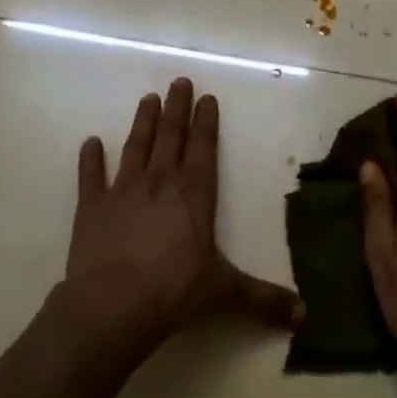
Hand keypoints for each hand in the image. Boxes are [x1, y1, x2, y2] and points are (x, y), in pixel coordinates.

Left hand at [58, 78, 300, 361]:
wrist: (112, 306)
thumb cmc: (175, 292)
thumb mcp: (226, 294)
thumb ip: (264, 300)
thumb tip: (306, 316)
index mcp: (194, 195)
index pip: (204, 148)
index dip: (206, 122)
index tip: (206, 97)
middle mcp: (160, 183)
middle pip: (171, 137)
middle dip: (176, 108)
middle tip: (179, 81)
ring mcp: (122, 192)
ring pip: (136, 147)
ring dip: (143, 122)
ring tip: (147, 98)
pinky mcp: (91, 208)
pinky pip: (90, 177)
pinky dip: (90, 159)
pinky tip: (90, 142)